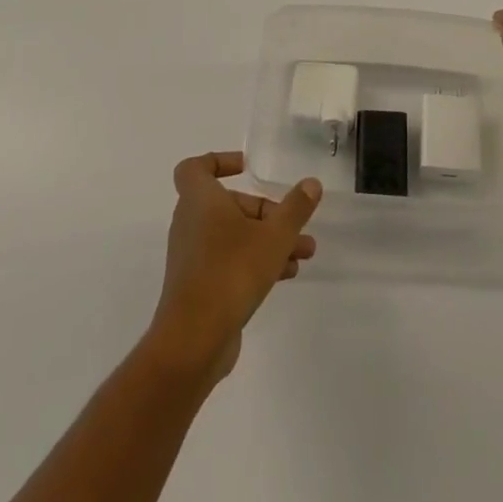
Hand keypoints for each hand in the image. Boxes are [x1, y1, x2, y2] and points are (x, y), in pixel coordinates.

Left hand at [148, 151, 320, 383]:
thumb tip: (311, 183)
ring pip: (233, 235)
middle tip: (295, 223)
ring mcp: (192, 256)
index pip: (195, 167)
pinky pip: (228, 260)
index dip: (219, 161)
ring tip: (304, 252)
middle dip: (265, 211)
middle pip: (228, 204)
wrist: (193, 340)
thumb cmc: (231, 271)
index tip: (248, 168)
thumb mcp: (274, 236)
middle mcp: (191, 223)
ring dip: (268, 239)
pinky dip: (255, 261)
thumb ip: (295, 208)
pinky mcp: (198, 286)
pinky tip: (286, 274)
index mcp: (200, 200)